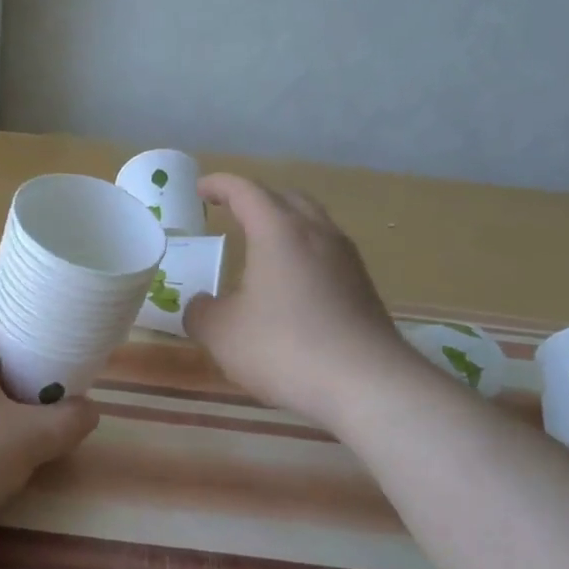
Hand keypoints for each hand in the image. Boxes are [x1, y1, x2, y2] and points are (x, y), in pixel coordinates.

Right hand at [185, 174, 412, 430]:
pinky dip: (302, 254)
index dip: (219, 185)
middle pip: (286, 198)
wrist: (367, 384)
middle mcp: (317, 233)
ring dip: (284, 225)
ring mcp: (346, 259)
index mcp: (279, 231)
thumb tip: (200, 305)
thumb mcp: (223, 334)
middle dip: (256, 199)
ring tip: (261, 247)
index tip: (200, 189)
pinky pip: (326, 253)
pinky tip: (290, 285)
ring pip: (312, 224)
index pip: (246, 191)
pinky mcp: (363, 287)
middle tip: (231, 212)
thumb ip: (201, 313)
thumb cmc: (285, 348)